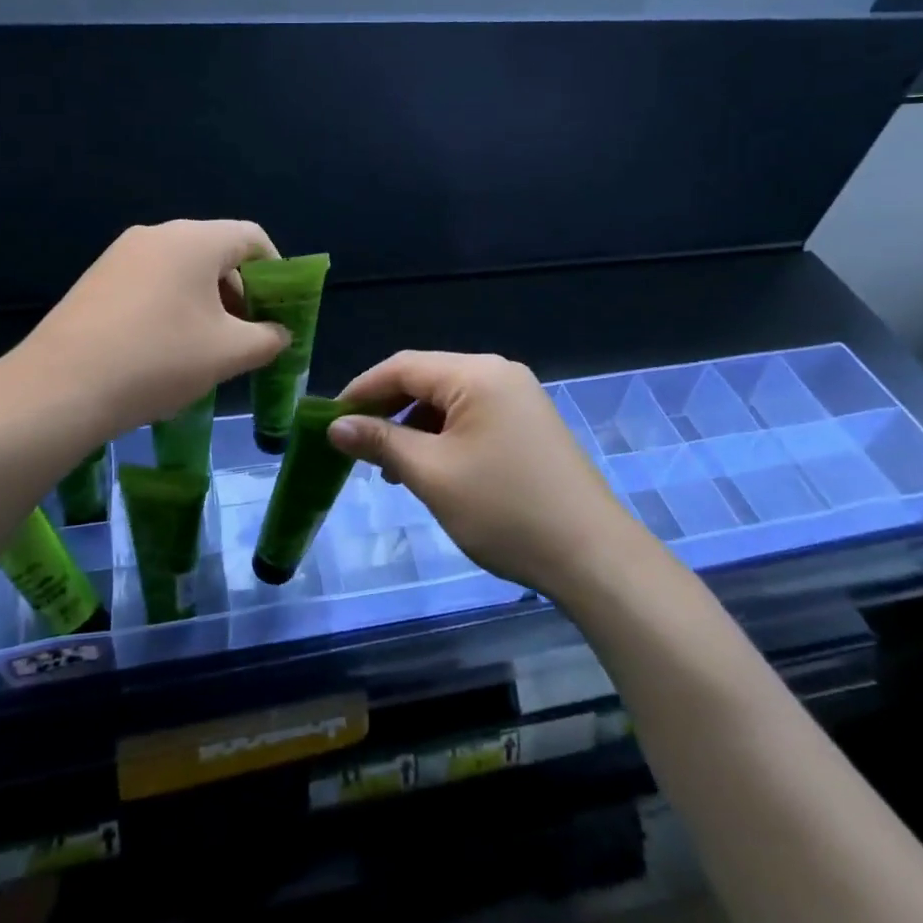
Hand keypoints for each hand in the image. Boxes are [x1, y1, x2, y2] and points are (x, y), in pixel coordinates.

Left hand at [5, 220, 290, 435]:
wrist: (60, 387)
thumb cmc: (159, 359)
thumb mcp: (229, 353)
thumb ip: (268, 338)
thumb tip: (279, 333)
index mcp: (195, 240)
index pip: (252, 238)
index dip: (277, 272)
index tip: (280, 311)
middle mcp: (158, 234)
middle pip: (217, 252)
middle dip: (241, 292)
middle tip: (246, 336)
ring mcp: (122, 254)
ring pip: (183, 269)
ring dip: (207, 302)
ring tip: (206, 348)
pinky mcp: (97, 278)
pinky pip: (151, 281)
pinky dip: (172, 306)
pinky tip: (164, 349)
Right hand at [327, 351, 645, 598]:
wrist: (593, 556)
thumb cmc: (505, 510)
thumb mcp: (432, 475)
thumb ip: (382, 442)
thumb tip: (335, 426)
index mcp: (477, 374)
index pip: (403, 366)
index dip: (361, 389)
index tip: (329, 420)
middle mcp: (499, 374)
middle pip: (426, 379)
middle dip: (387, 410)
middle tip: (354, 446)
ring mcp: (519, 399)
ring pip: (448, 401)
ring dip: (413, 428)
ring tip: (390, 469)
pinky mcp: (529, 425)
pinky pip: (472, 418)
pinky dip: (443, 438)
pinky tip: (430, 471)